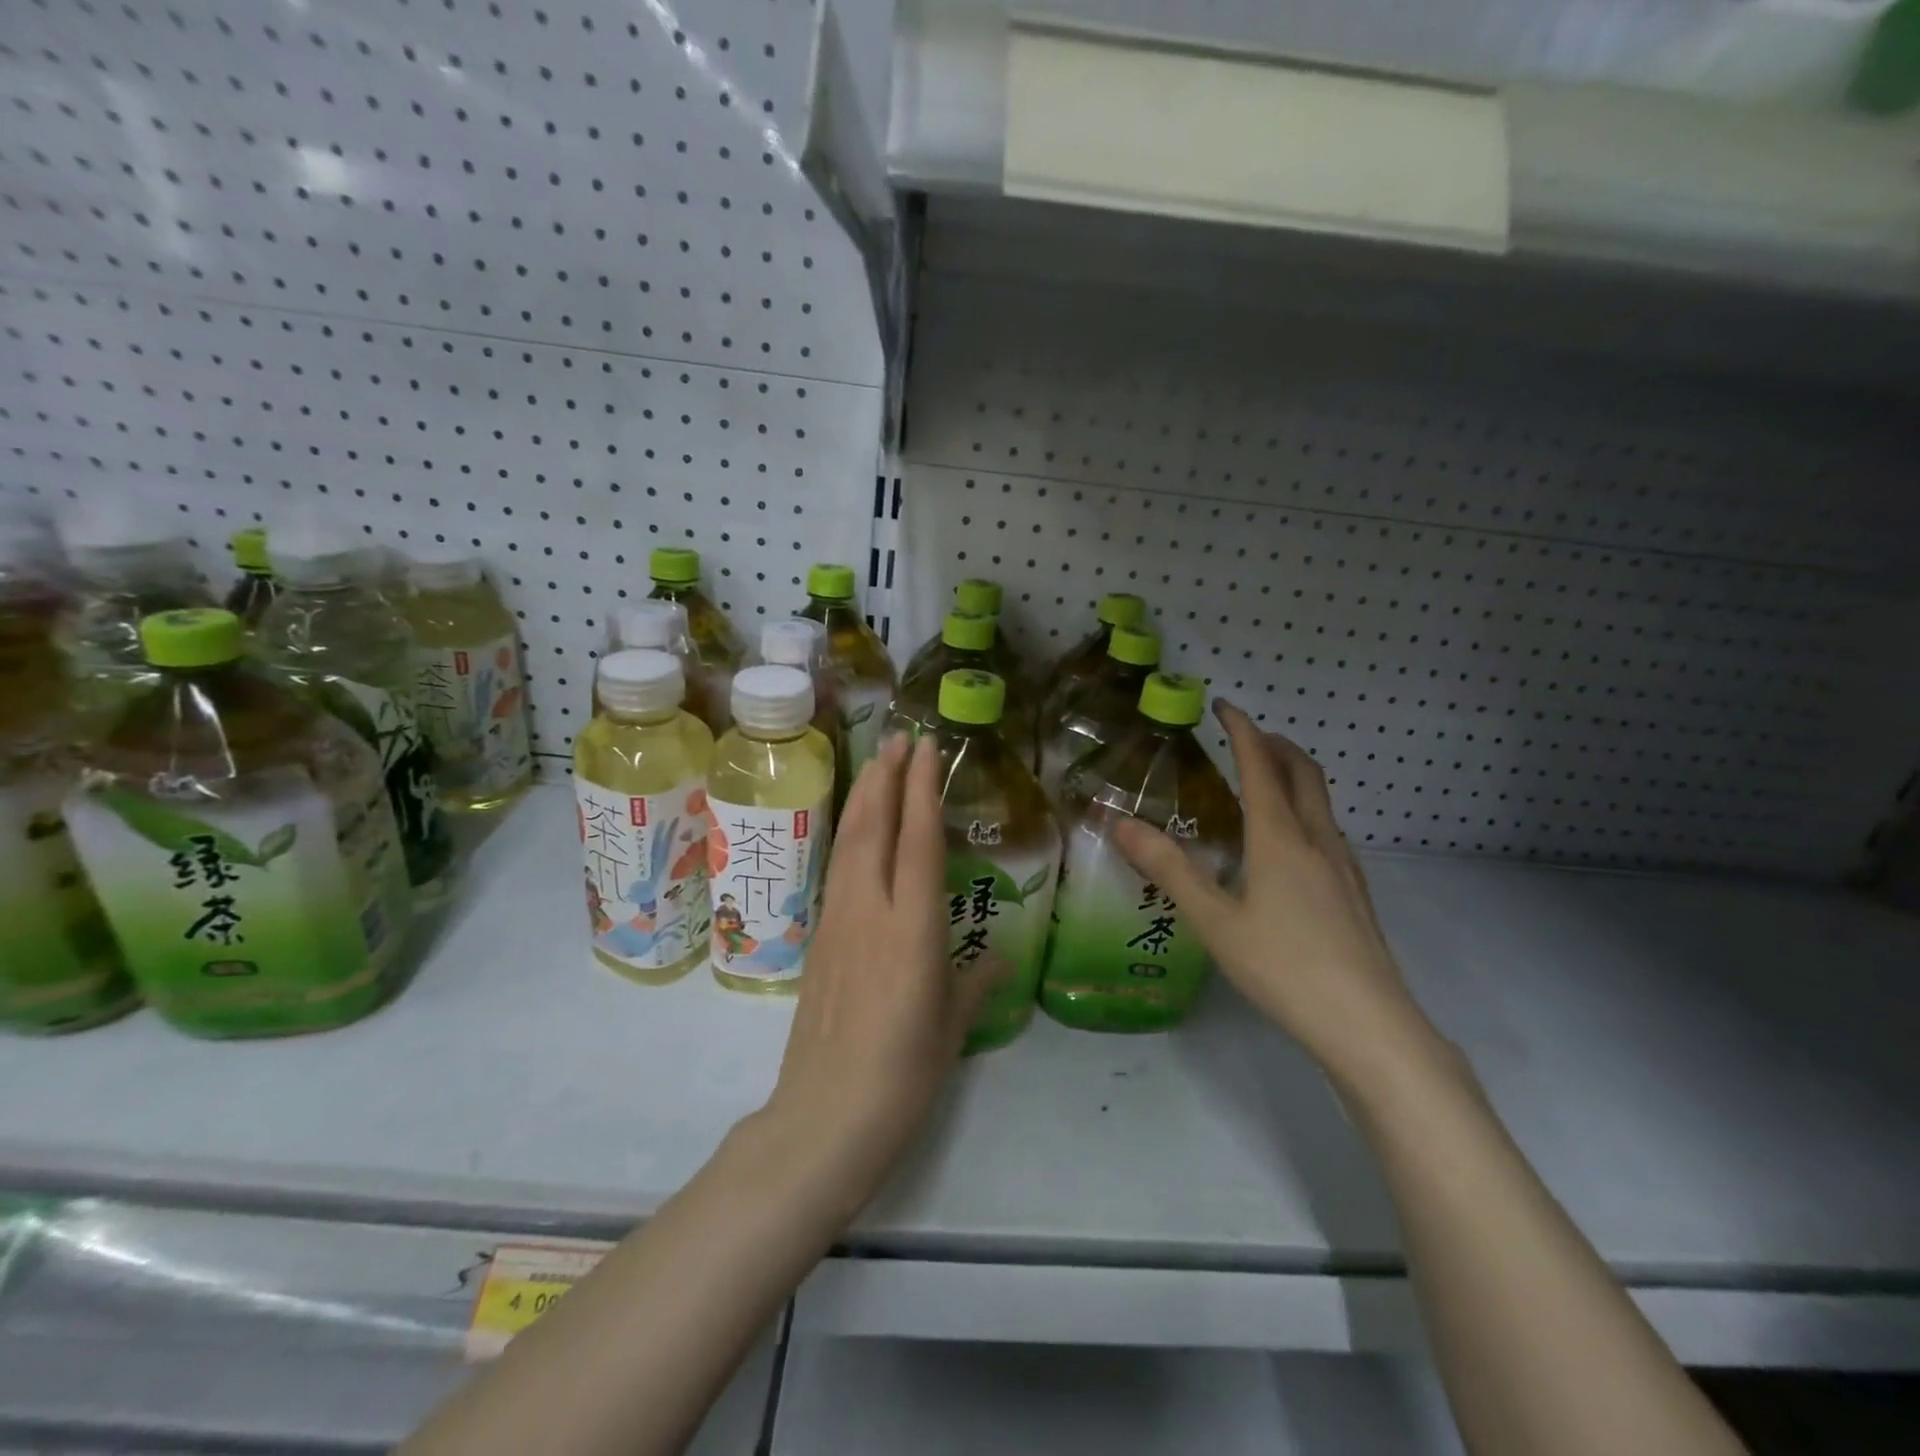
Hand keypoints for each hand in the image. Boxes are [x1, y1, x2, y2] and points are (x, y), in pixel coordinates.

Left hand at [763, 734, 998, 1204]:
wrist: (825, 1115)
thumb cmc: (904, 1073)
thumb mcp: (953, 1026)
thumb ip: (977, 982)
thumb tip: (999, 957)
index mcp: (911, 927)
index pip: (917, 840)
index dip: (921, 789)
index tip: (925, 748)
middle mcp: (870, 911)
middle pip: (873, 827)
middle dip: (886, 777)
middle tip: (900, 738)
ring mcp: (837, 922)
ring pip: (848, 843)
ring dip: (863, 798)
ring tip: (877, 765)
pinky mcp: (818, 940)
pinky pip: (837, 871)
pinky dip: (849, 836)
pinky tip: (856, 831)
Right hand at [1115, 700, 1427, 1084]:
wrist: (1369, 1025)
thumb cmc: (1284, 968)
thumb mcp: (1214, 921)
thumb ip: (1168, 869)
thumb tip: (1120, 823)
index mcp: (1281, 839)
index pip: (1260, 766)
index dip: (1242, 730)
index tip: (1222, 706)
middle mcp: (1317, 840)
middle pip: (1303, 772)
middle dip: (1275, 744)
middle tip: (1244, 735)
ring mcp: (1343, 866)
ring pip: (1320, 800)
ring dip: (1292, 774)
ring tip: (1261, 780)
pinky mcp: (1354, 891)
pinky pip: (1326, 827)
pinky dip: (1302, 807)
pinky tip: (1286, 842)